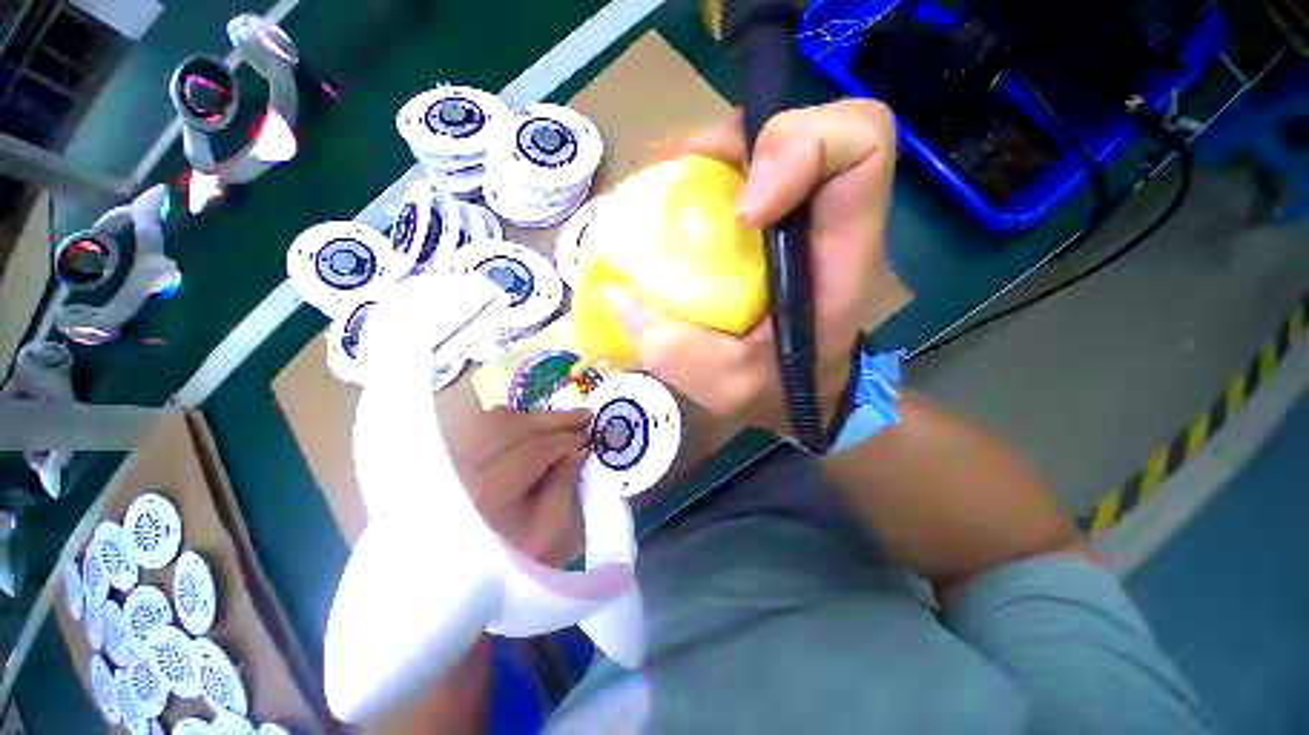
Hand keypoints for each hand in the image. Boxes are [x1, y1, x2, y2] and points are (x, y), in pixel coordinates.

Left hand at [445, 406, 590, 566]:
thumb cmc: (523, 553)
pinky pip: (484, 424)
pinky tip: (535, 427)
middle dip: (555, 420)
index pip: (532, 451)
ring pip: (497, 420)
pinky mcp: (451, 457)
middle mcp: (464, 472)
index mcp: (491, 494)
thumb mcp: (555, 528)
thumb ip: (566, 486)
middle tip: (585, 416)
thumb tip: (579, 448)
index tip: (589, 437)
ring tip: (563, 421)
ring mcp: (453, 462)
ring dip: (535, 418)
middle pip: (514, 428)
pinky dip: (514, 420)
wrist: (482, 573)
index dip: (565, 440)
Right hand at [612, 100, 911, 437]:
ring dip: (715, 152)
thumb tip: (621, 294)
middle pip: (811, 128)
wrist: (803, 394)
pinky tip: (676, 204)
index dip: (802, 148)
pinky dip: (705, 173)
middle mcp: (826, 220)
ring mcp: (797, 216)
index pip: (860, 148)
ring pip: (769, 141)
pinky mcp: (770, 223)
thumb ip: (673, 349)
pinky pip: (742, 171)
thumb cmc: (781, 391)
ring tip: (670, 185)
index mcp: (842, 252)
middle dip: (743, 139)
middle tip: (687, 172)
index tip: (745, 211)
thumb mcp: (727, 385)